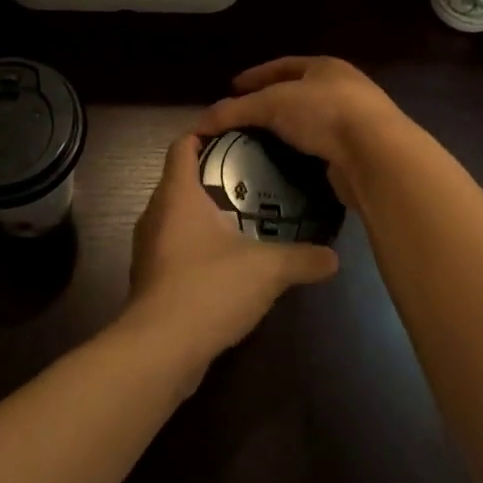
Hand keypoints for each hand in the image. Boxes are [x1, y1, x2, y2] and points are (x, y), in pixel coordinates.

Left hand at [124, 134, 338, 377]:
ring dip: (202, 212)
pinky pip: (172, 247)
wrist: (160, 350)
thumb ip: (302, 258)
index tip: (232, 132)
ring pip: (174, 215)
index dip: (203, 133)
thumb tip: (334, 257)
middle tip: (250, 174)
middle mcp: (155, 214)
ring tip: (241, 215)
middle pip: (178, 179)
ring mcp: (148, 249)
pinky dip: (194, 244)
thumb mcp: (268, 270)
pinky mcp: (149, 280)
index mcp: (178, 195)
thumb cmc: (209, 288)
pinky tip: (224, 261)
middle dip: (210, 173)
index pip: (182, 146)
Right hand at [195, 57, 407, 206]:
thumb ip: (236, 111)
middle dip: (269, 105)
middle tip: (241, 119)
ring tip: (256, 145)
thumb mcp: (272, 105)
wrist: (376, 154)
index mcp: (324, 67)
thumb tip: (199, 123)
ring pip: (309, 124)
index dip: (255, 76)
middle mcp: (342, 89)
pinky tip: (281, 166)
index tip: (232, 88)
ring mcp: (353, 122)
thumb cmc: (324, 113)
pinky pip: (319, 150)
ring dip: (285, 133)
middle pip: (297, 94)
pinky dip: (299, 156)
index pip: (282, 66)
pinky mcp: (357, 153)